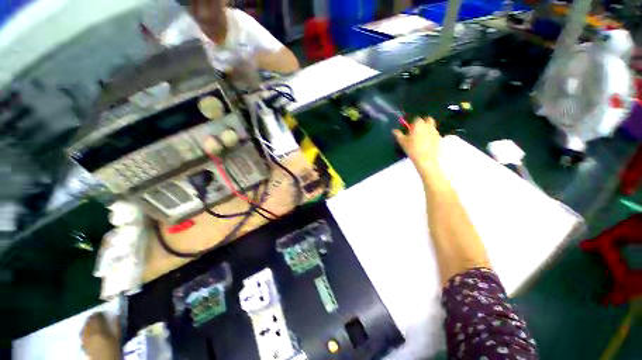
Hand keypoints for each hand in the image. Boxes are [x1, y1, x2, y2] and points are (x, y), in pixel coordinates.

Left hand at [81, 312, 119, 359]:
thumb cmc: (113, 349)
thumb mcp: (117, 337)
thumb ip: (117, 325)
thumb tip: (117, 315)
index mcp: (98, 330)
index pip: (96, 318)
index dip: (98, 314)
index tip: (101, 312)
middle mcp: (89, 334)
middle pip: (88, 323)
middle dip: (91, 319)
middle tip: (96, 316)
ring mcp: (85, 340)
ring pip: (83, 329)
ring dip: (86, 324)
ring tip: (90, 323)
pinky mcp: (83, 345)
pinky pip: (82, 336)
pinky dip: (84, 332)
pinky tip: (86, 333)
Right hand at [393, 117, 441, 175]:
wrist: (426, 159)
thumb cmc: (412, 149)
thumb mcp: (402, 142)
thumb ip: (398, 134)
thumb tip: (394, 130)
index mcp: (419, 124)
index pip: (416, 119)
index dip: (412, 123)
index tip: (409, 129)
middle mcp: (428, 125)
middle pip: (427, 119)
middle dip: (423, 122)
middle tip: (417, 130)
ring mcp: (435, 131)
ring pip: (431, 127)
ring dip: (427, 129)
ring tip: (421, 138)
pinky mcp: (439, 138)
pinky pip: (434, 134)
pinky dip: (430, 136)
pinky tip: (426, 144)